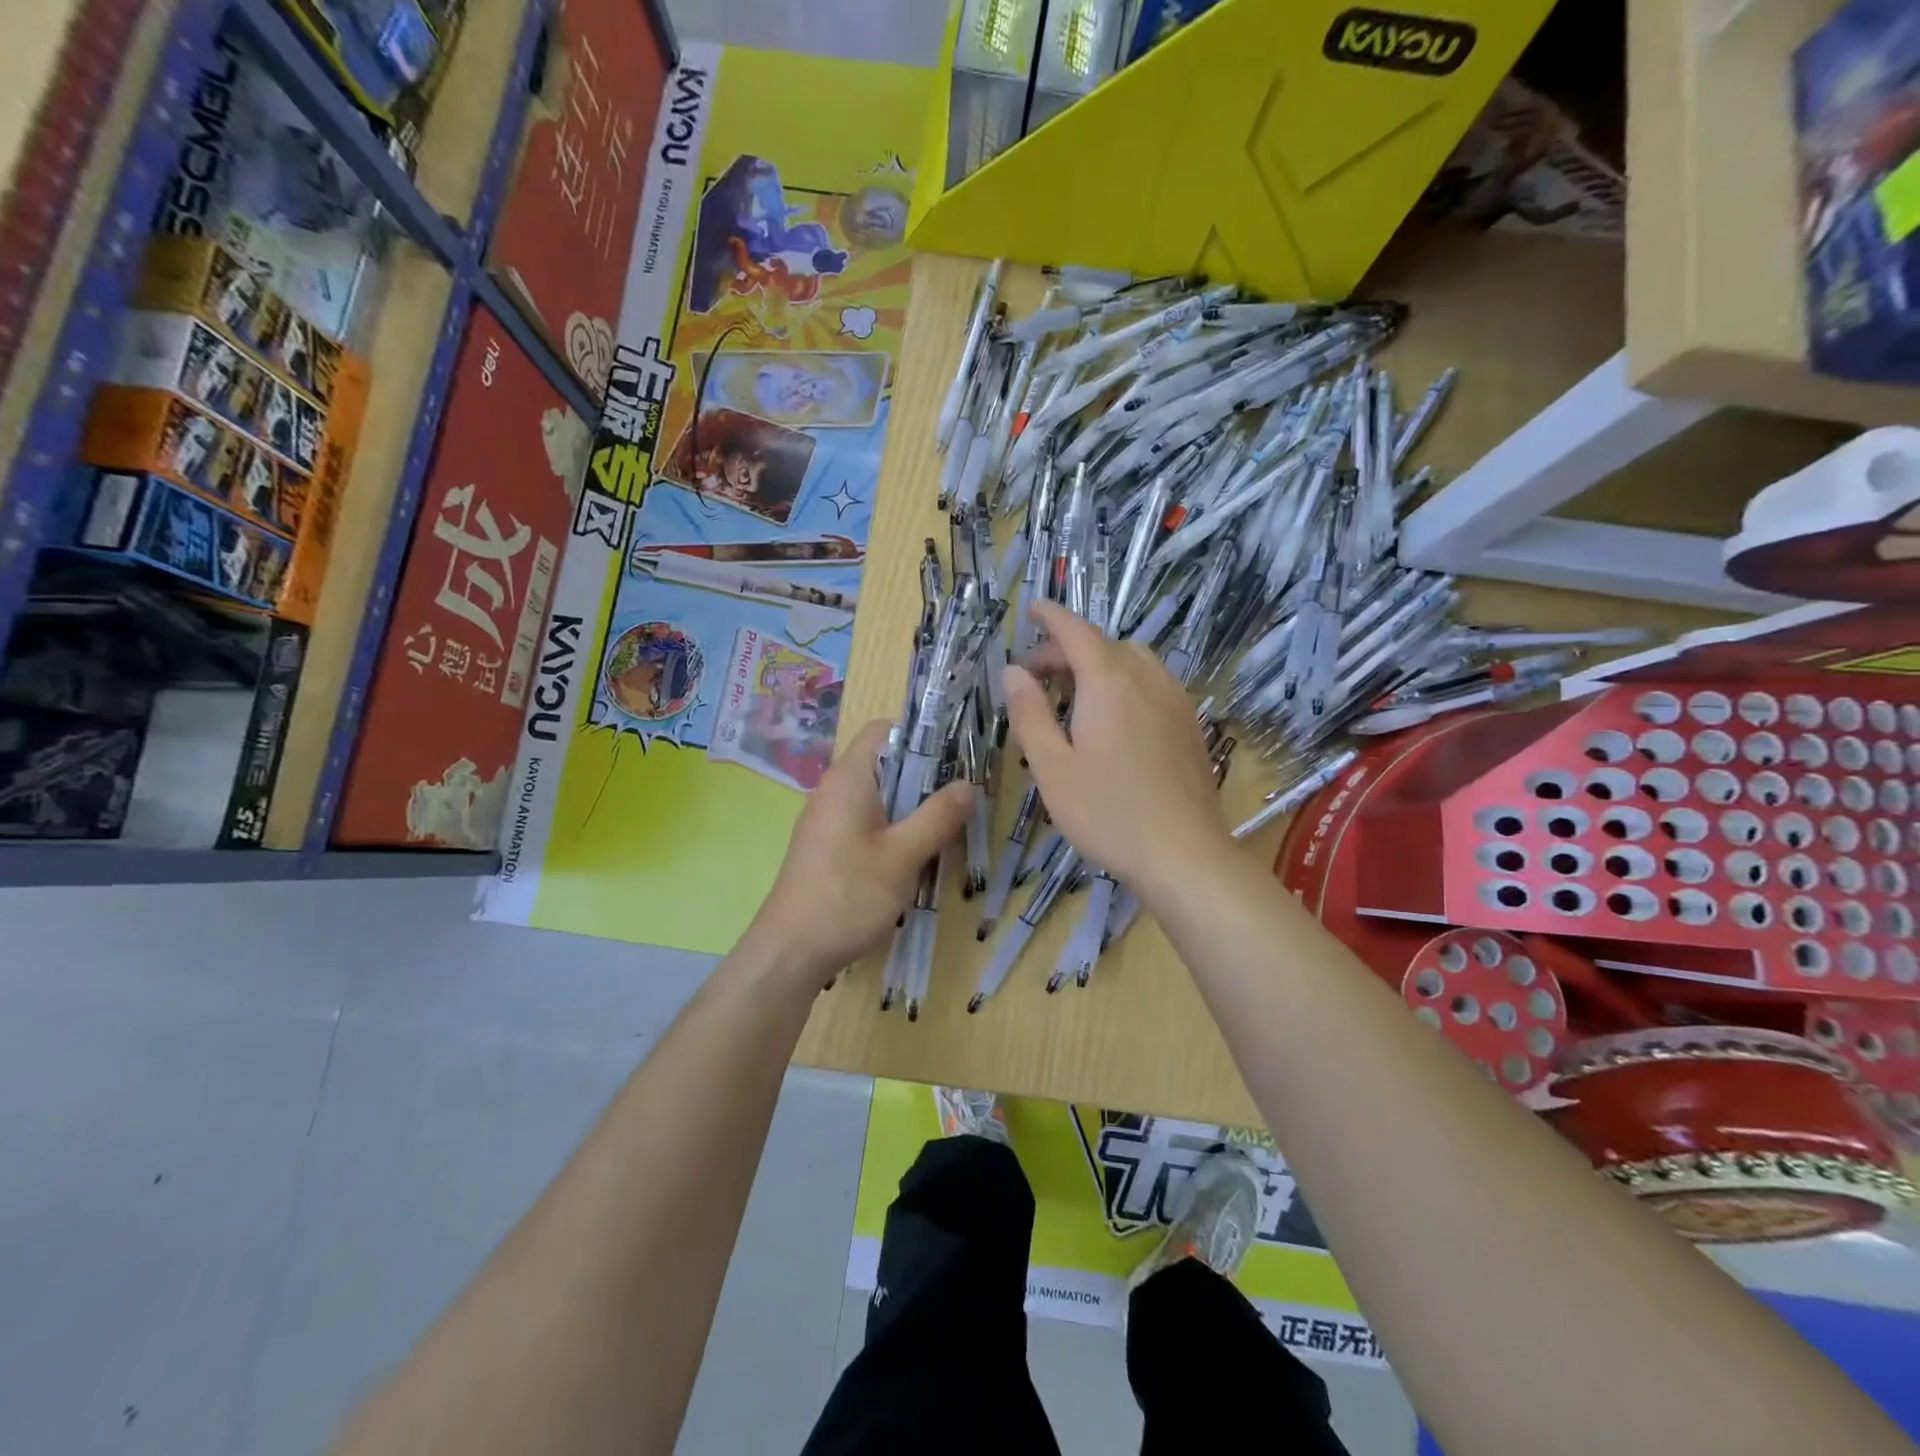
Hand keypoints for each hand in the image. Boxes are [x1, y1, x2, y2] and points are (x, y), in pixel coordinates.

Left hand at [750, 719, 972, 978]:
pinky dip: (894, 829)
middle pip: (885, 764)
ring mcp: (828, 820)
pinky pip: (867, 823)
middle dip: (925, 776)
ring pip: (879, 797)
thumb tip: (968, 784)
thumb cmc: (848, 895)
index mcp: (848, 778)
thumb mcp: (902, 856)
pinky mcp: (828, 848)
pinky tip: (916, 856)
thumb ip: (937, 816)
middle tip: (962, 796)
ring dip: (912, 807)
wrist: (790, 952)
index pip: (883, 730)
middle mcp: (834, 790)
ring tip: (948, 826)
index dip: (920, 735)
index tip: (955, 756)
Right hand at [1004, 600, 1229, 894]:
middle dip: (1067, 649)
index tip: (1032, 610)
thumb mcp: (1052, 767)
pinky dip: (1126, 681)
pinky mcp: (1190, 723)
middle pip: (1104, 645)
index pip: (1076, 632)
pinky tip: (1114, 716)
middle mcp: (1146, 679)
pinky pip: (1153, 682)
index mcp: (1108, 683)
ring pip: (1133, 661)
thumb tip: (1013, 672)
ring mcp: (1175, 700)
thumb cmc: (1107, 813)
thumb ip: (1029, 714)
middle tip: (1036, 677)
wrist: (1183, 853)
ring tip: (1074, 694)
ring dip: (1099, 664)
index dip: (1052, 617)